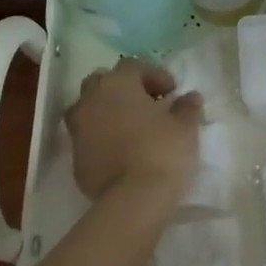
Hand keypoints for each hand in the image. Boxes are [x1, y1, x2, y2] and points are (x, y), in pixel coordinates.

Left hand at [65, 59, 202, 201]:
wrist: (133, 199)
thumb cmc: (162, 151)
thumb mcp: (185, 126)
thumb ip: (186, 107)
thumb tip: (190, 97)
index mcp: (117, 84)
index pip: (133, 66)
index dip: (154, 75)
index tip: (172, 92)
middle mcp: (91, 100)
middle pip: (103, 82)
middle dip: (124, 89)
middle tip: (147, 104)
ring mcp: (78, 129)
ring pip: (90, 109)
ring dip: (108, 112)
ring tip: (131, 127)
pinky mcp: (75, 158)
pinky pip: (88, 137)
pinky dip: (102, 137)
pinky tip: (122, 151)